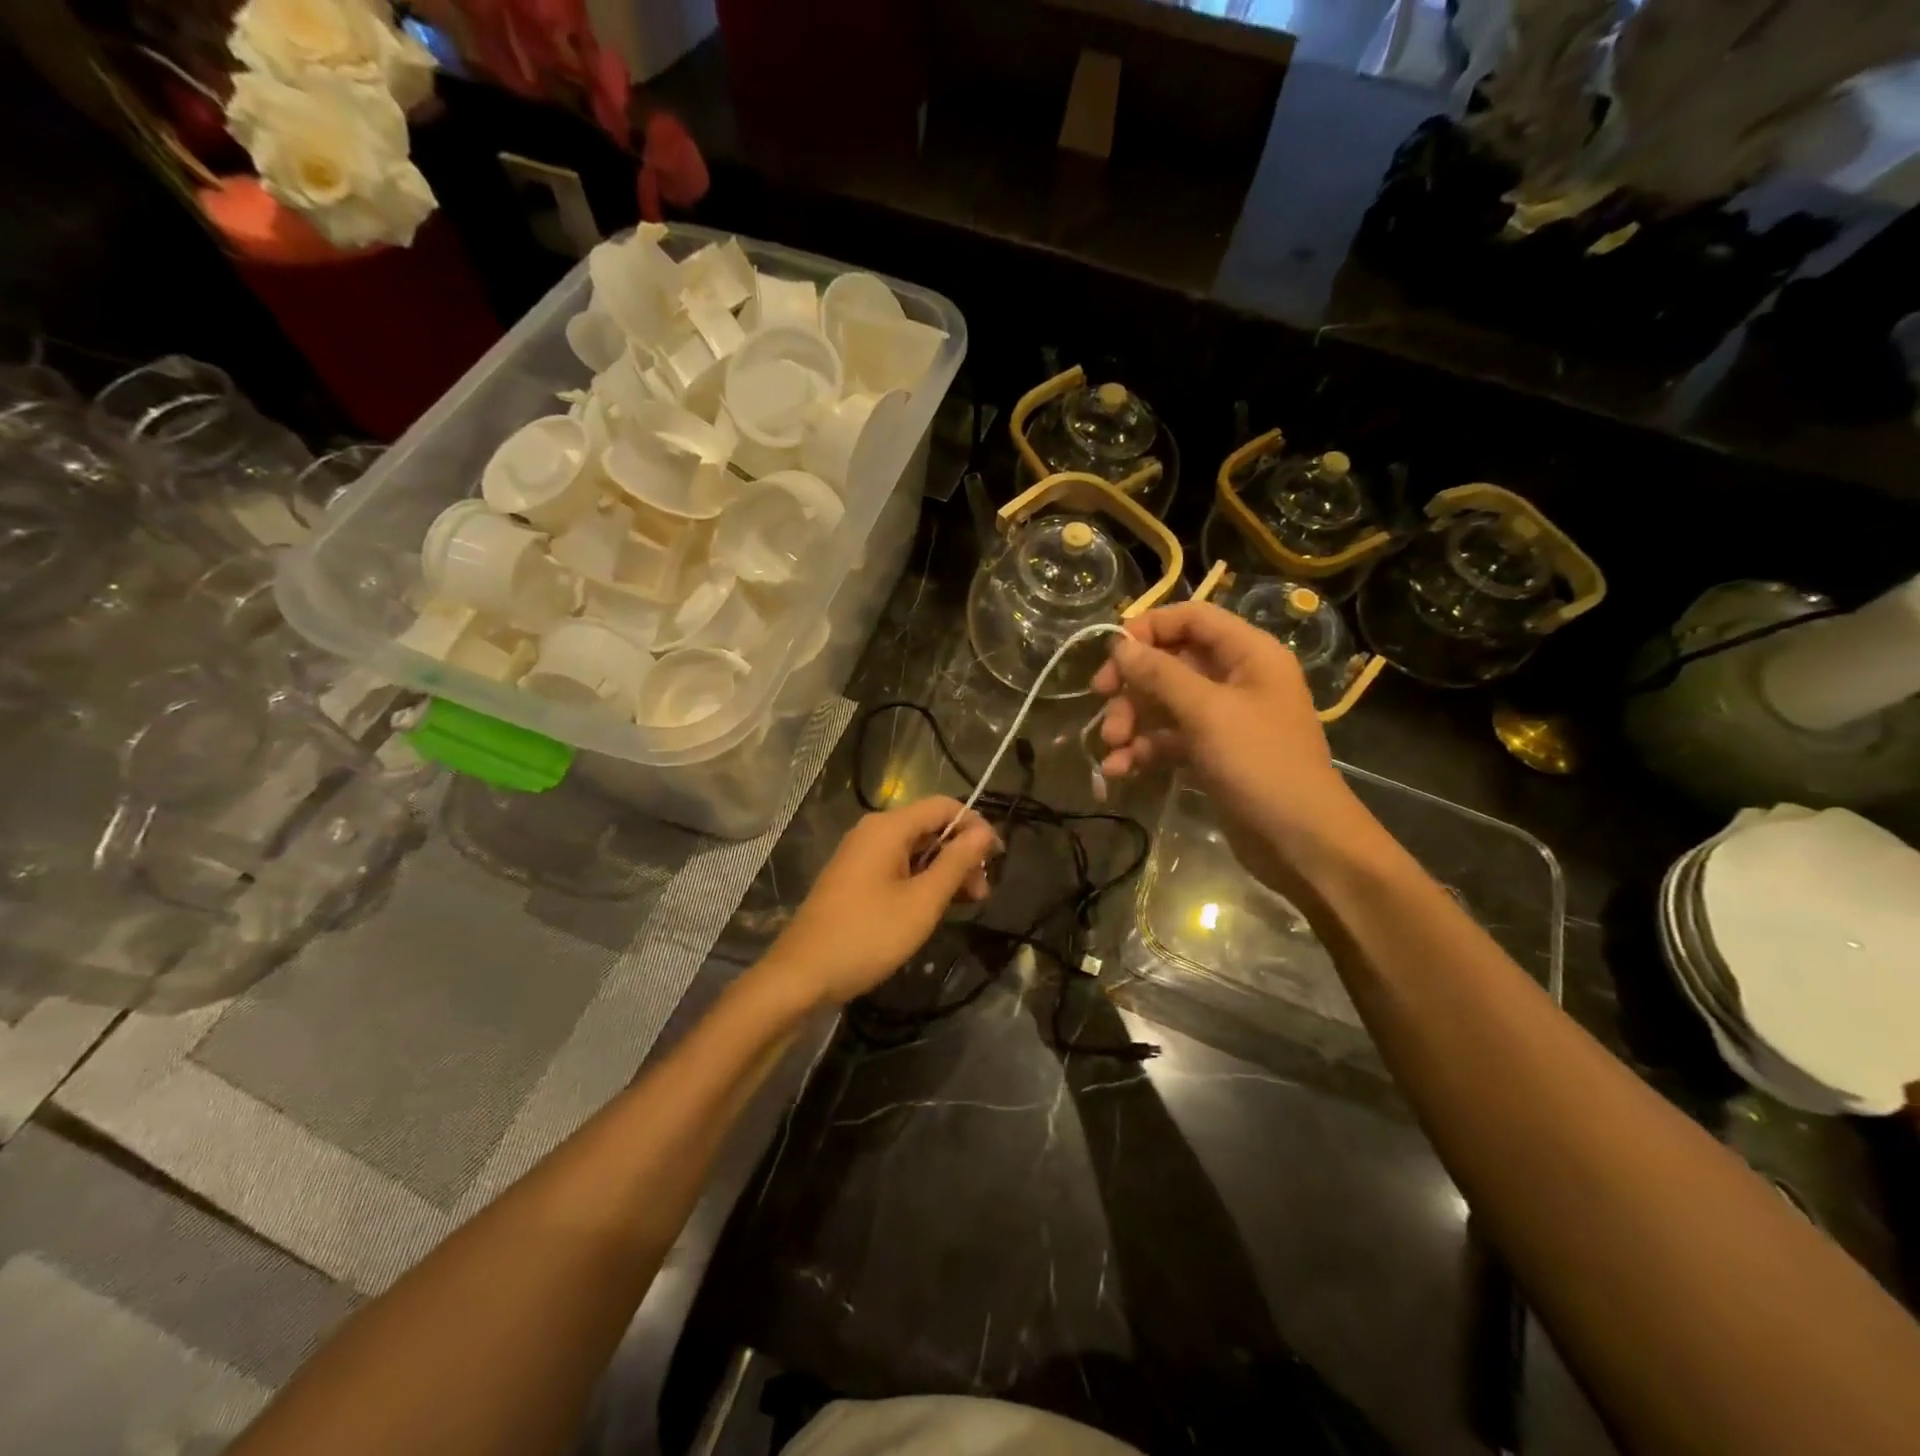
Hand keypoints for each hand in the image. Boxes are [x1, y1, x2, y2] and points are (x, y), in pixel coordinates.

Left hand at [761, 797, 1000, 1005]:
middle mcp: (873, 832)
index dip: (975, 826)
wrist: (801, 975)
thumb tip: (984, 832)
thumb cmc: (867, 935)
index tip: (997, 859)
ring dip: (944, 871)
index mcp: (888, 828)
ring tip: (964, 906)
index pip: (944, 806)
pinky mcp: (854, 878)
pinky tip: (933, 908)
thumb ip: (956, 863)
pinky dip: (921, 881)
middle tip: (981, 894)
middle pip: (930, 827)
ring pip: (915, 849)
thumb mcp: (922, 901)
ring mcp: (860, 855)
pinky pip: (897, 867)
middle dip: (961, 854)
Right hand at [1092, 602, 1380, 892]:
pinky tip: (1119, 770)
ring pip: (1163, 703)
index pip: (1192, 618)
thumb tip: (1119, 644)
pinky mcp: (1211, 754)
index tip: (1111, 652)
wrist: (1300, 841)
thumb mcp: (1207, 712)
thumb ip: (1160, 674)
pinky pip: (1168, 739)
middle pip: (1170, 662)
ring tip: (1110, 747)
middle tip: (1099, 700)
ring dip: (1131, 720)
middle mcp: (1236, 679)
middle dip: (1132, 684)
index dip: (1149, 628)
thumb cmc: (1260, 764)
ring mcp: (1223, 719)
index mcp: (1249, 654)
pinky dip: (1143, 750)